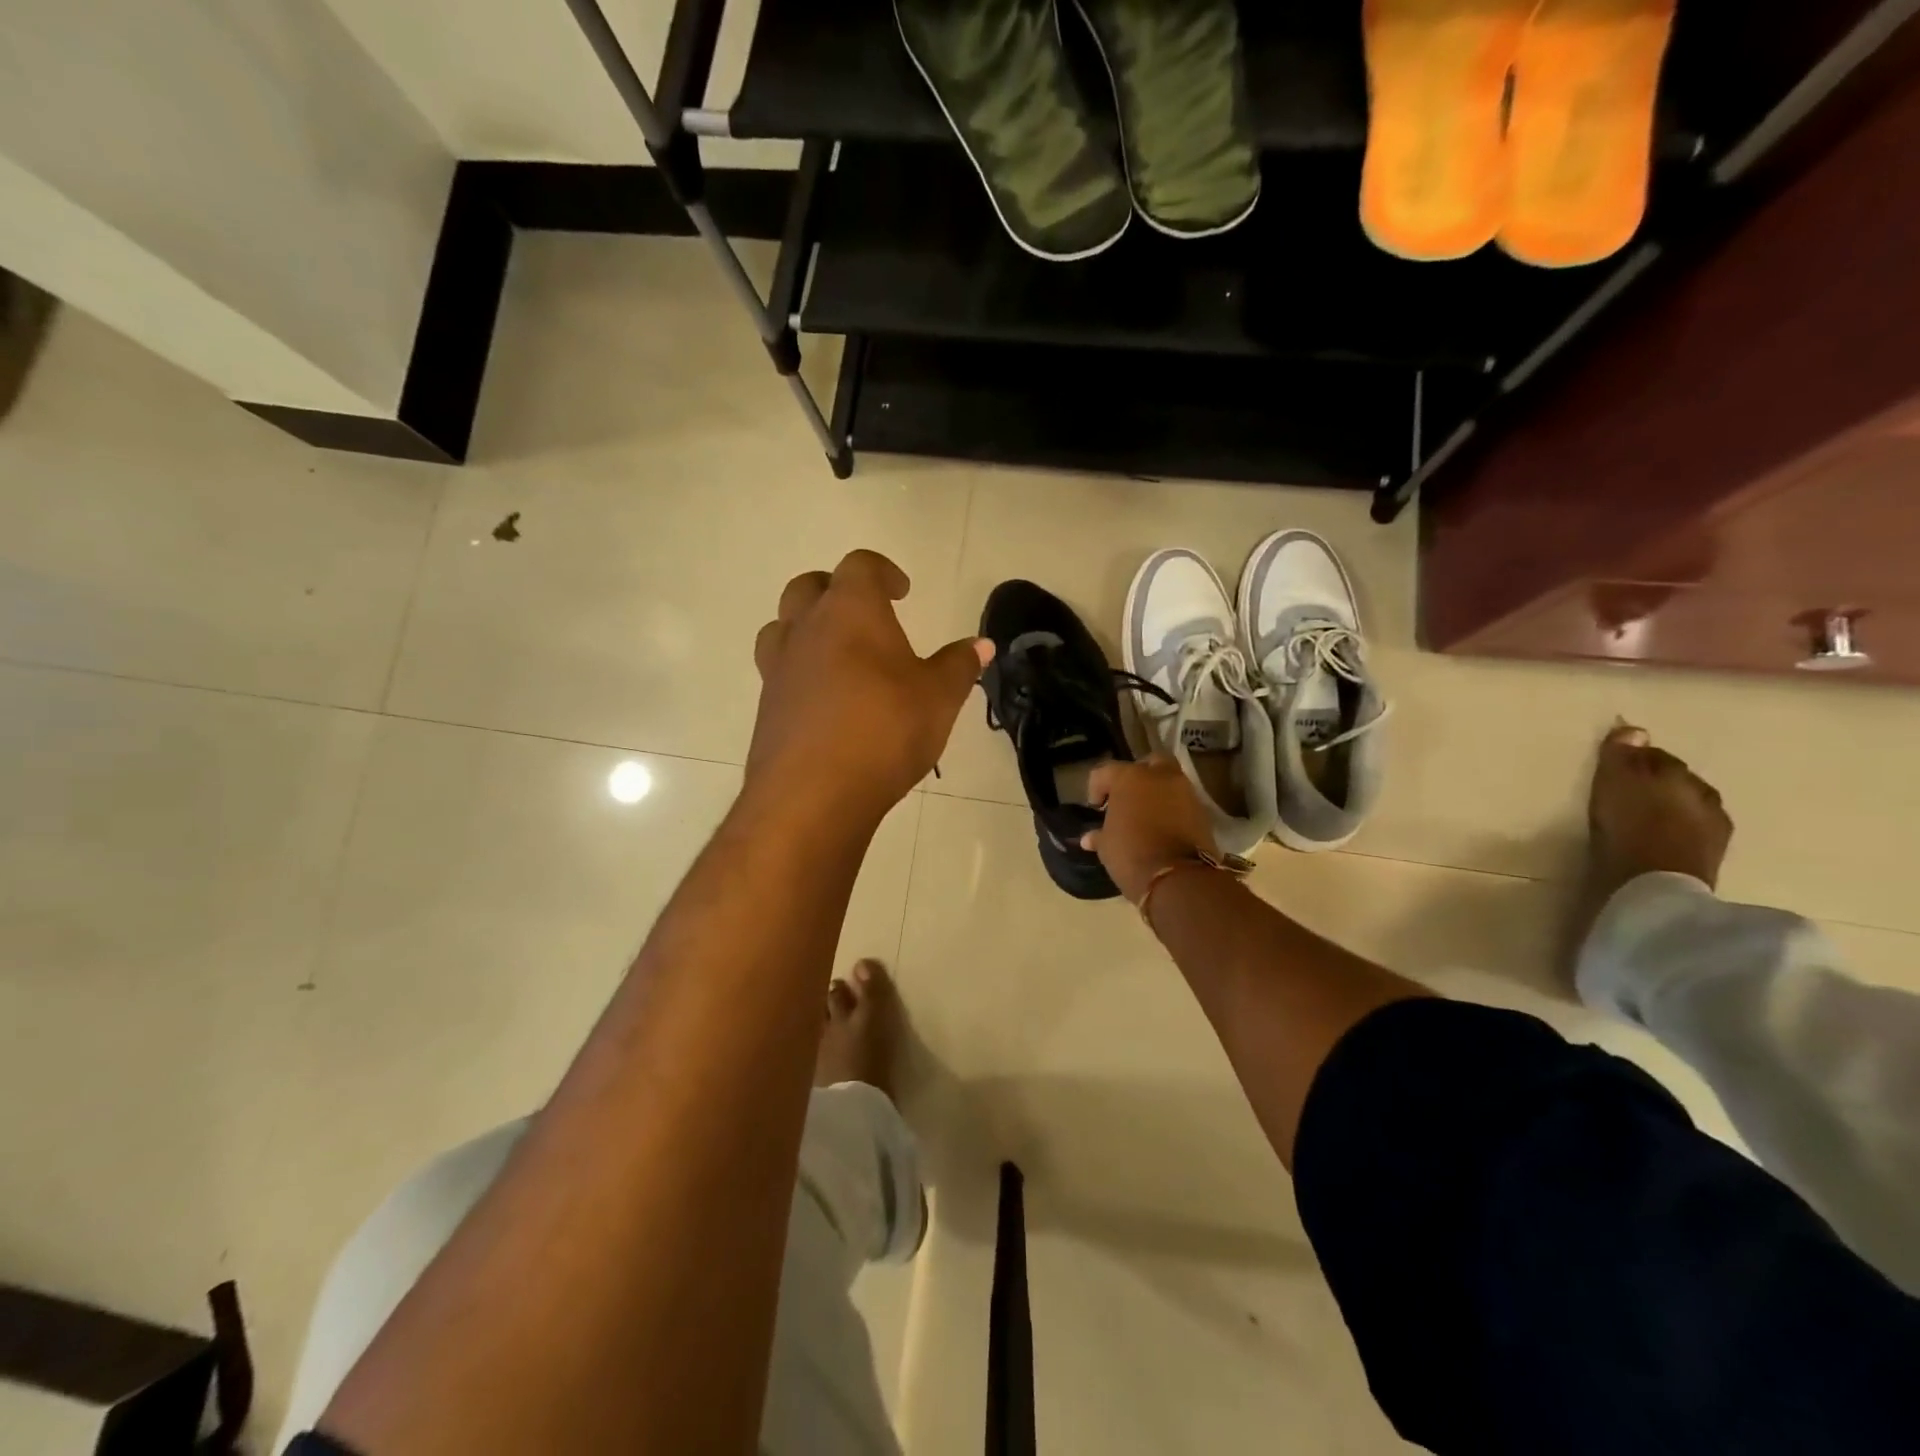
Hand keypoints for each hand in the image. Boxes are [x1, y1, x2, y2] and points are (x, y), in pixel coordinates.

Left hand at [747, 550, 991, 823]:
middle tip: (865, 614)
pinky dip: (801, 672)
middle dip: (837, 591)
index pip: (860, 566)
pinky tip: (827, 702)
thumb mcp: (939, 698)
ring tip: (838, 653)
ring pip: (783, 626)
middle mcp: (806, 629)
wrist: (813, 795)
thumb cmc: (884, 731)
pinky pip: (779, 672)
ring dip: (808, 628)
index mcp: (850, 611)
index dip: (882, 572)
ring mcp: (778, 668)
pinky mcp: (766, 707)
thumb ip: (959, 665)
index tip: (902, 591)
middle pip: (809, 587)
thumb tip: (981, 644)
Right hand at [1082, 755, 1219, 902]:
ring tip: (1146, 815)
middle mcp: (1160, 776)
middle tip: (1127, 797)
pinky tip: (1162, 827)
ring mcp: (1185, 791)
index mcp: (1129, 777)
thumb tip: (1089, 838)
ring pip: (1169, 781)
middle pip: (1148, 763)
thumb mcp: (1106, 846)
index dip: (1096, 787)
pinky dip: (1173, 809)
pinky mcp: (1202, 811)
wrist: (1178, 878)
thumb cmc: (1131, 854)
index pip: (1105, 771)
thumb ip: (1099, 835)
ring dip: (1157, 793)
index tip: (1096, 807)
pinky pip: (1182, 802)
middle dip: (1137, 776)